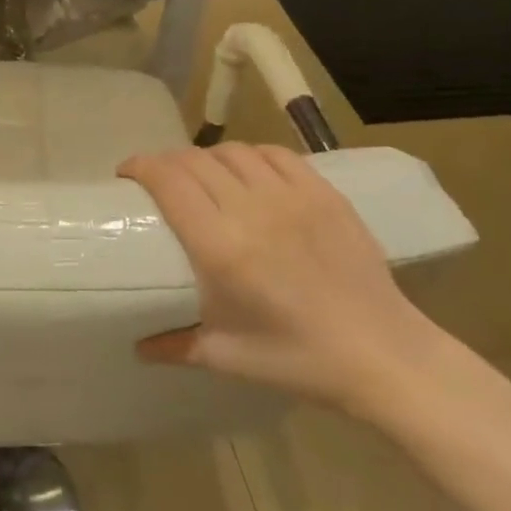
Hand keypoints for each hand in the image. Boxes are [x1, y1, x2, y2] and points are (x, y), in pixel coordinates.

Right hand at [118, 143, 442, 415]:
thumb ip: (175, 345)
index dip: (141, 166)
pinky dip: (250, 156)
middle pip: (195, 160)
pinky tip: (247, 172)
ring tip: (201, 175)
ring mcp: (293, 196)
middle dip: (166, 161)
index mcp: (221, 248)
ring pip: (234, 152)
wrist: (384, 354)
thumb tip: (138, 346)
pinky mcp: (324, 193)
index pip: (169, 181)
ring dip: (207, 157)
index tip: (126, 173)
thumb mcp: (227, 357)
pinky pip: (276, 154)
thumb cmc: (299, 359)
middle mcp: (252, 210)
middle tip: (157, 178)